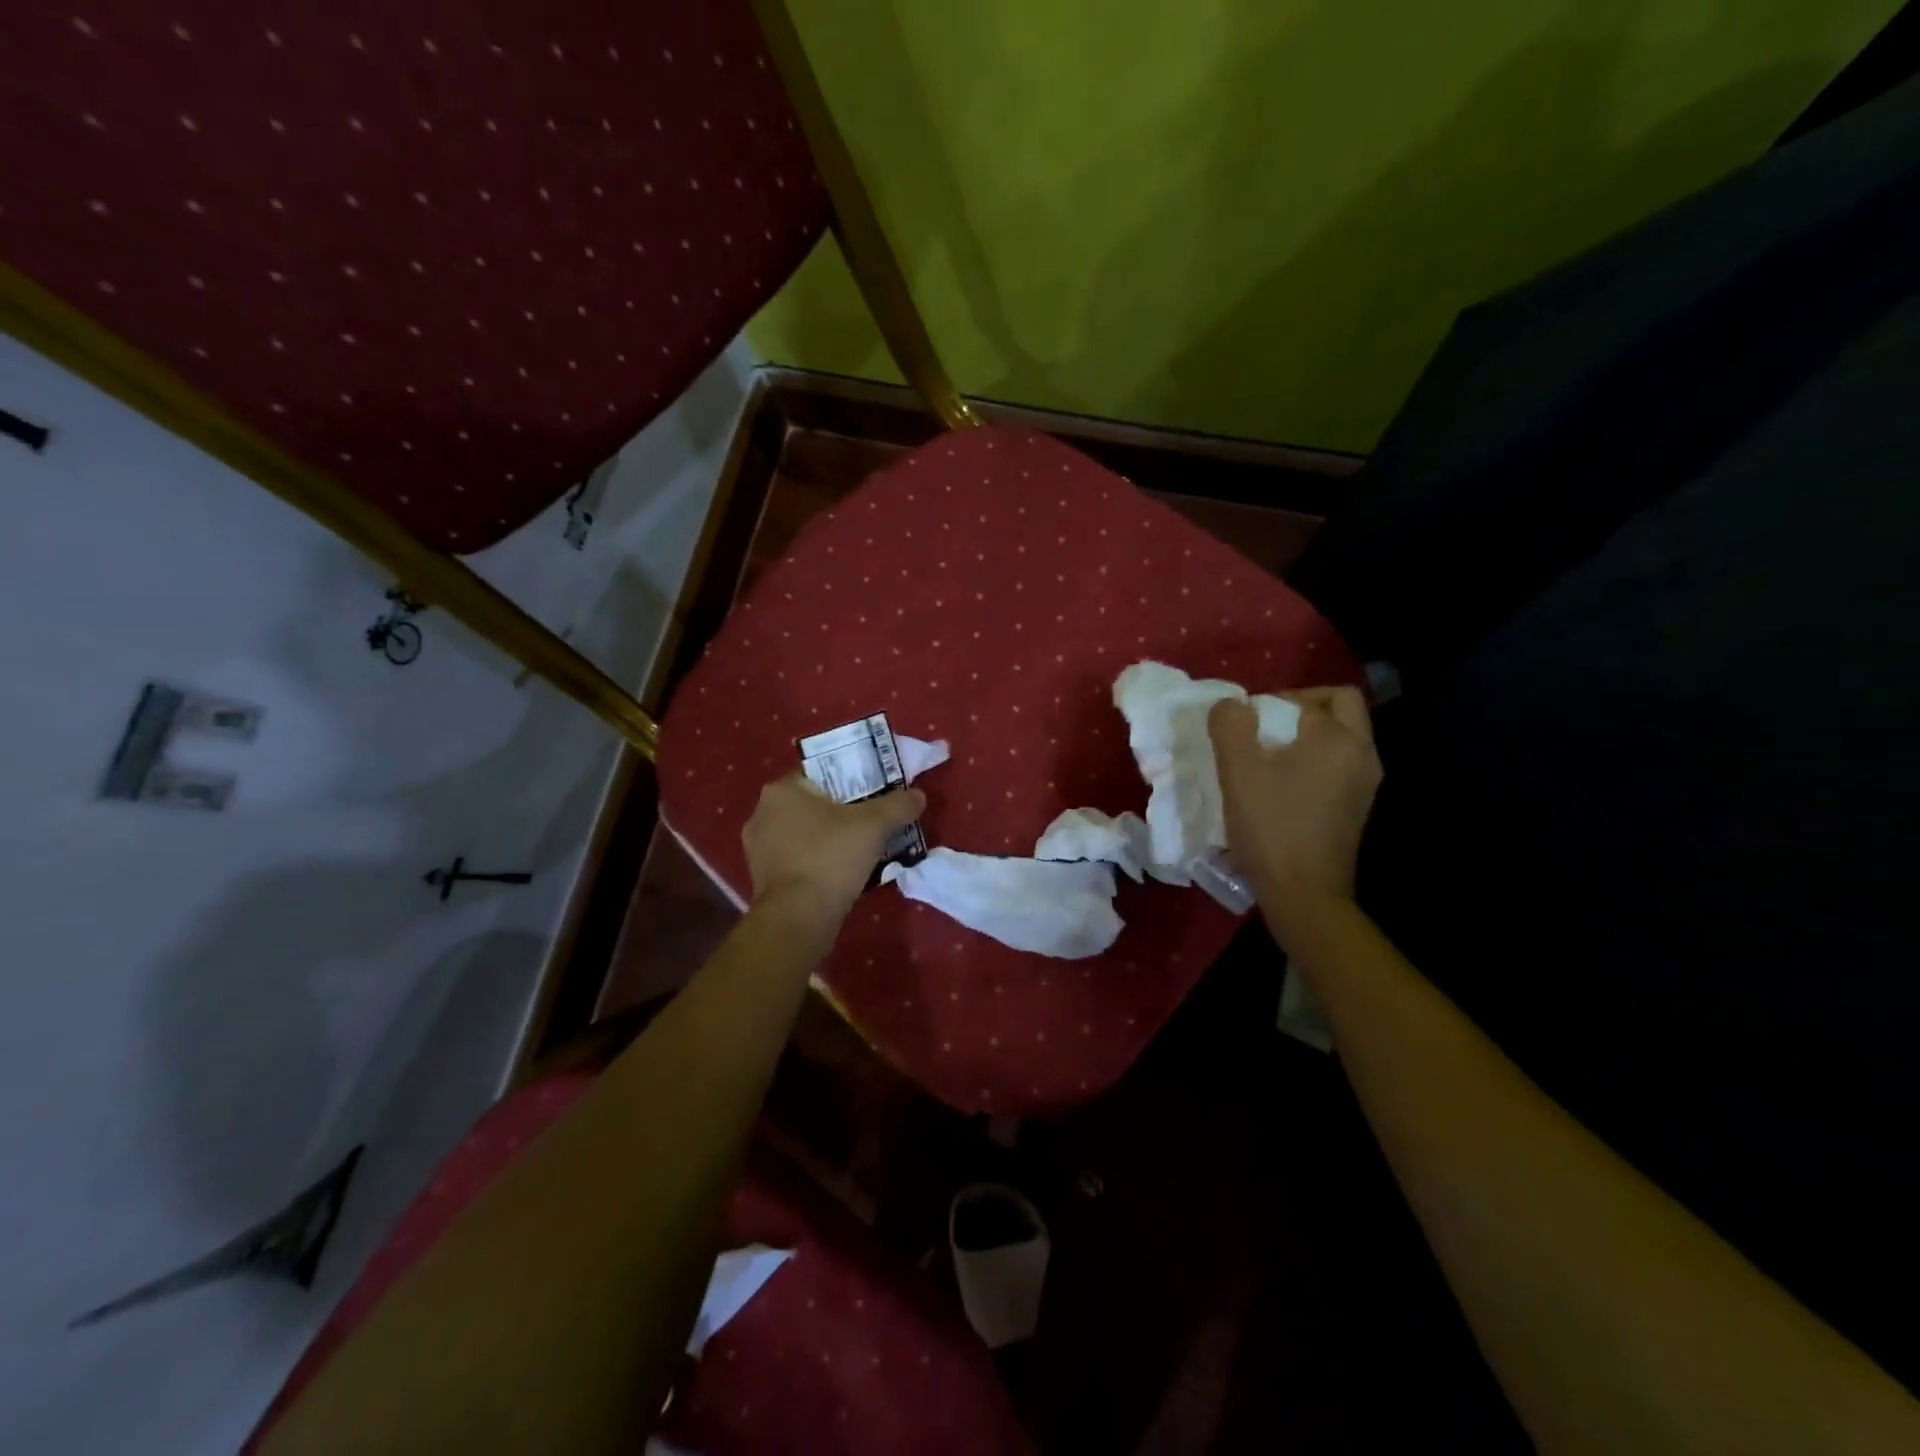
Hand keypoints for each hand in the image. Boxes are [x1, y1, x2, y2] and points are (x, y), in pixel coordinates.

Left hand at [741, 774, 926, 924]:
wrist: (798, 918)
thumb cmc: (831, 857)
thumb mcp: (874, 825)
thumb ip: (898, 805)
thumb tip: (918, 795)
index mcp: (781, 790)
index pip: (817, 774)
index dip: (847, 781)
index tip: (870, 793)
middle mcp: (761, 814)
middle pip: (811, 804)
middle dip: (839, 812)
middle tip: (869, 822)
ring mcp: (758, 849)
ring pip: (803, 834)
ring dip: (827, 839)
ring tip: (859, 850)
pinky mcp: (762, 879)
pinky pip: (796, 860)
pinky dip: (816, 862)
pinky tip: (840, 873)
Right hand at [1209, 688, 1382, 933]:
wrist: (1304, 893)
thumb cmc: (1271, 825)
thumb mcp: (1238, 769)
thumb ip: (1230, 725)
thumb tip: (1231, 705)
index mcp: (1340, 738)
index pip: (1314, 695)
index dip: (1277, 699)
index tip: (1248, 722)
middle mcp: (1363, 755)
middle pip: (1339, 709)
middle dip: (1301, 710)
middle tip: (1265, 729)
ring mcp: (1365, 785)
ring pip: (1340, 740)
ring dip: (1306, 738)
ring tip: (1267, 759)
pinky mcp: (1356, 809)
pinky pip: (1338, 767)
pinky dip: (1312, 763)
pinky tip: (1281, 787)